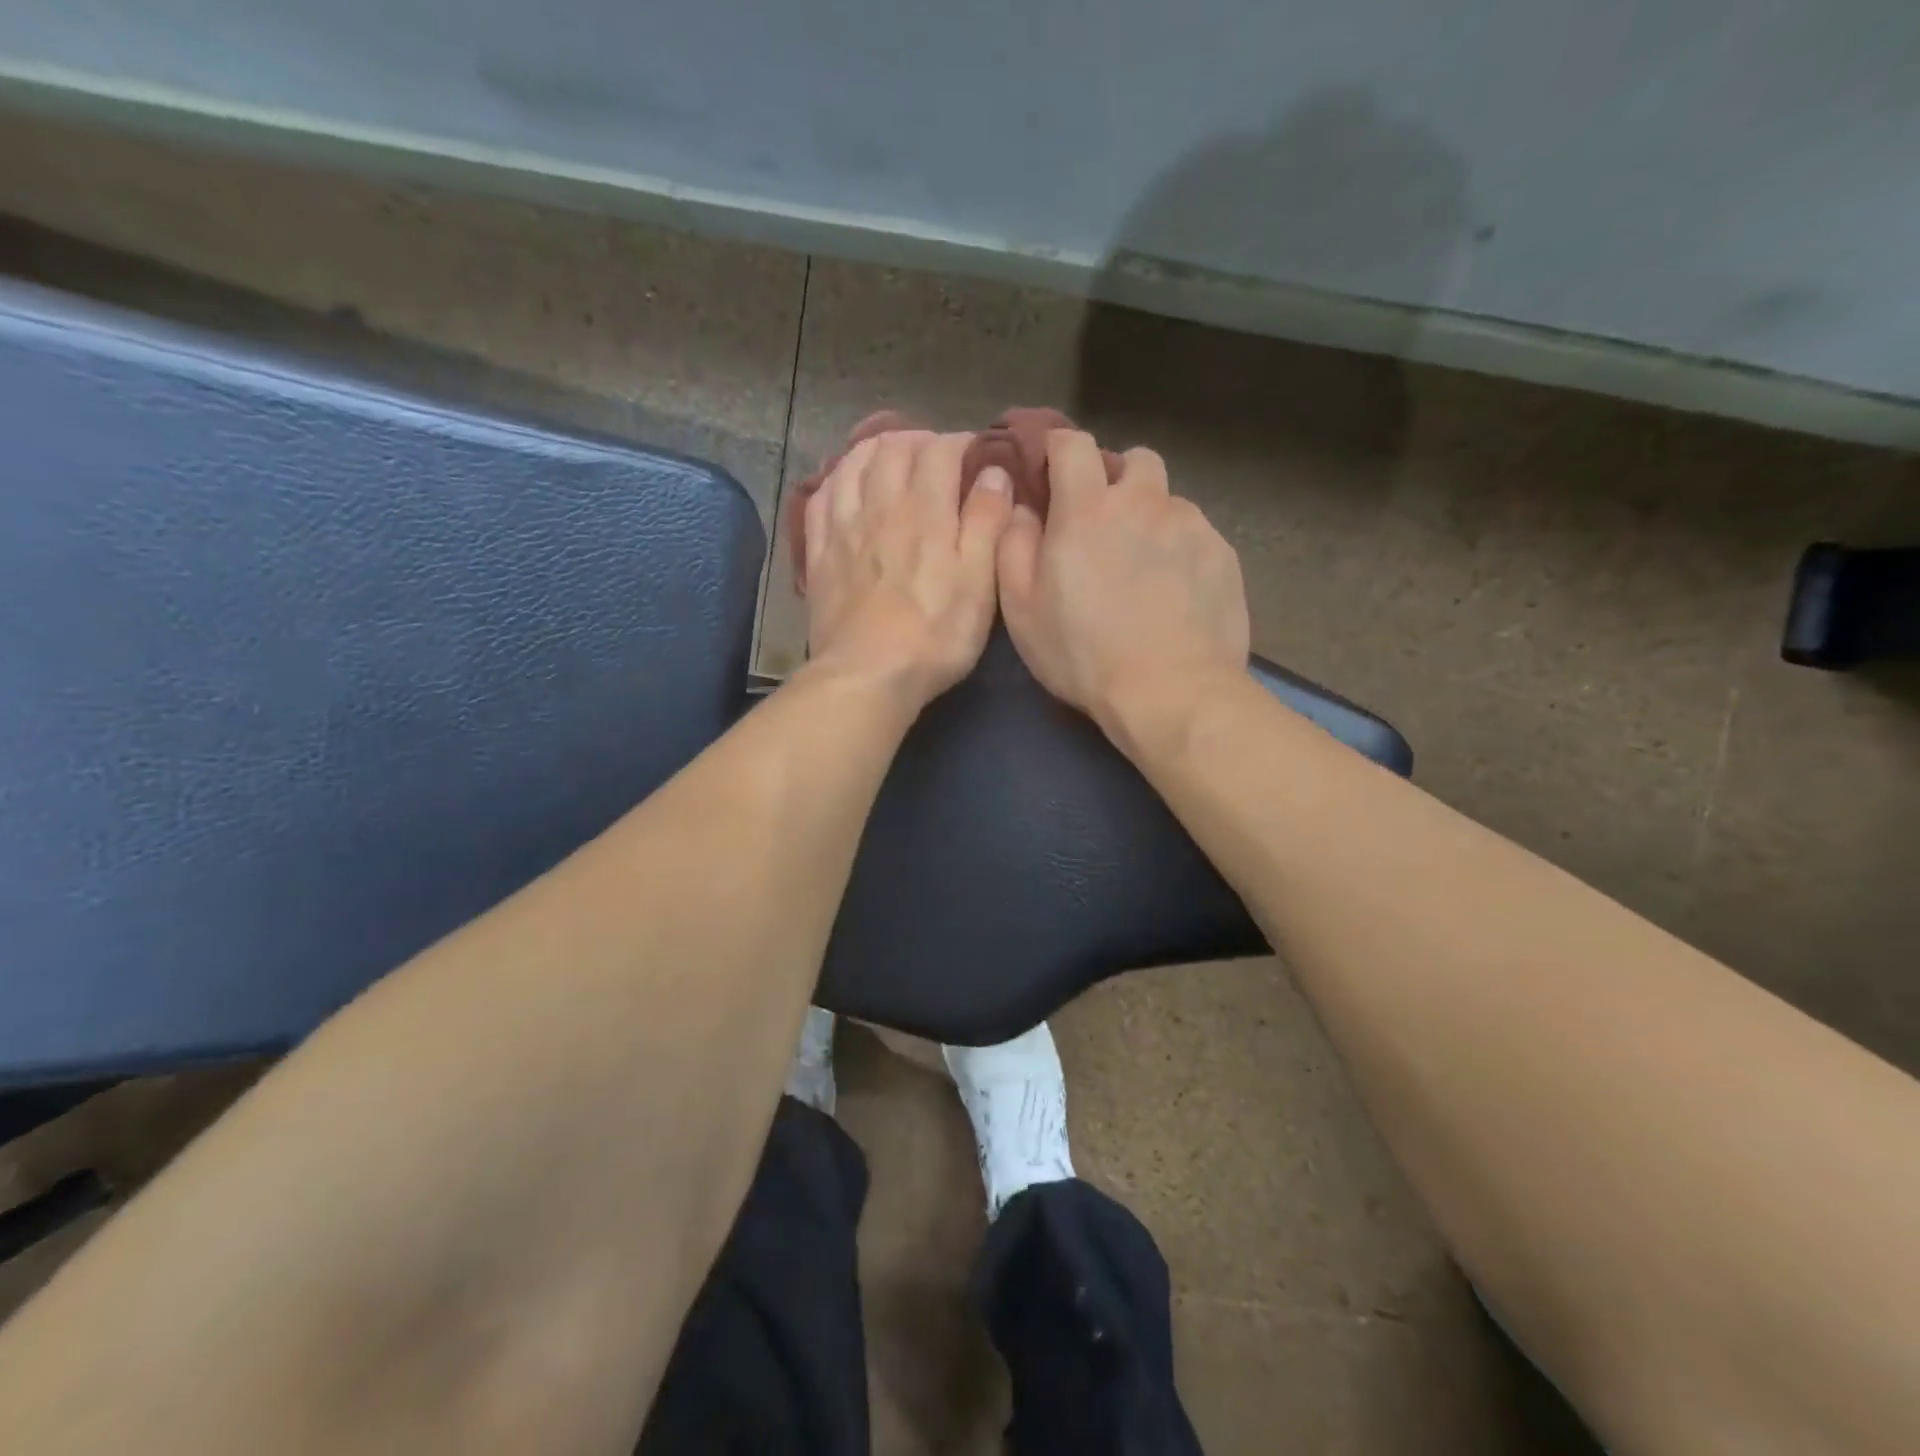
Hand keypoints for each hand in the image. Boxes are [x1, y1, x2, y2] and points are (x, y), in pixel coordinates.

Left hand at [804, 430, 1013, 710]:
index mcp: (926, 511)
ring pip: (853, 463)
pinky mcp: (818, 552)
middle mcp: (880, 505)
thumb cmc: (935, 635)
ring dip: (876, 450)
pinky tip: (846, 484)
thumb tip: (994, 472)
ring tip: (893, 458)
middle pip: (893, 448)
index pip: (940, 450)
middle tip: (936, 455)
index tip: (976, 454)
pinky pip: (821, 495)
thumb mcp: (980, 582)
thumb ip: (988, 521)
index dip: (961, 443)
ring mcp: (843, 527)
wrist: (867, 675)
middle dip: (919, 440)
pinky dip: (837, 477)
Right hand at [998, 430, 1249, 728]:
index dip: (1059, 449)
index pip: (1074, 445)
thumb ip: (1014, 546)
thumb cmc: (1082, 654)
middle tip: (1104, 522)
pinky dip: (1181, 550)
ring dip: (1151, 518)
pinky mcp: (1223, 554)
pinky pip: (1198, 535)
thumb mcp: (1022, 609)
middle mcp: (1143, 502)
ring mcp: (1191, 525)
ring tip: (1144, 567)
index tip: (1052, 470)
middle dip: (1117, 478)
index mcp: (1087, 509)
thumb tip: (1023, 509)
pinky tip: (1175, 593)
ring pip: (1169, 500)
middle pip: (1135, 460)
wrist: (1170, 691)